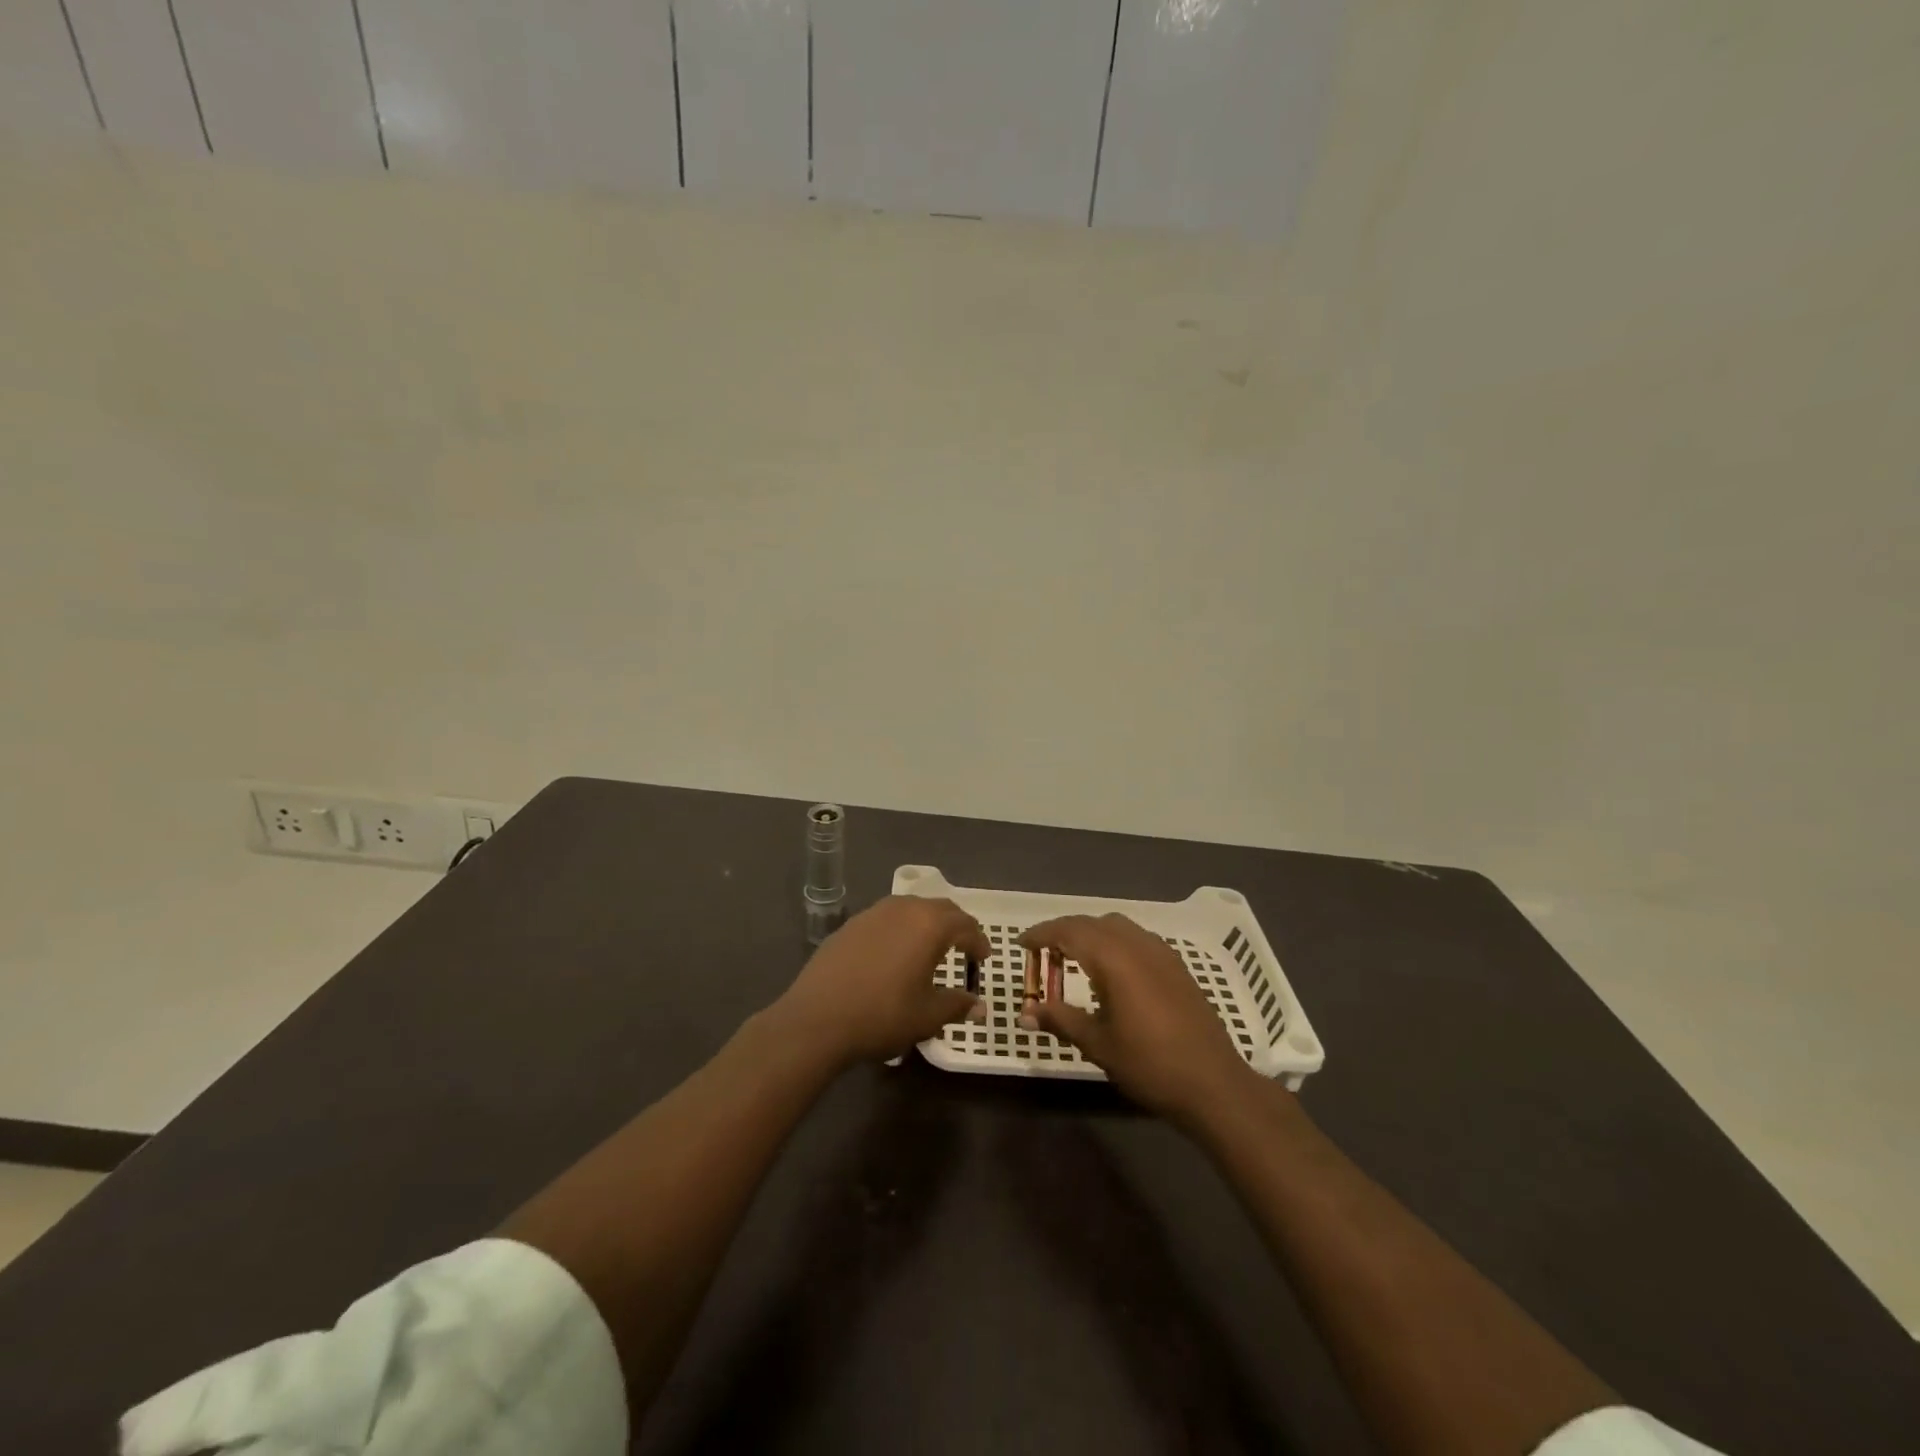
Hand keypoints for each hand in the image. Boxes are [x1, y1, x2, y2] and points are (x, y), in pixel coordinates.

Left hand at [778, 897, 987, 1066]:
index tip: (984, 959)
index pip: (965, 925)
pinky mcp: (851, 924)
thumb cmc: (882, 1015)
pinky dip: (901, 929)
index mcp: (929, 925)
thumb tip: (979, 1006)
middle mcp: (904, 909)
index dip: (979, 941)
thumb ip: (957, 1005)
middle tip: (964, 948)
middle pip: (940, 908)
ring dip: (927, 923)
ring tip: (930, 948)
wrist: (816, 1018)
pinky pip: (887, 918)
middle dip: (956, 926)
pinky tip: (895, 953)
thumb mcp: (927, 1016)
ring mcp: (873, 913)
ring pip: (911, 908)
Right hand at [1021, 913, 1256, 1123]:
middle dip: (1063, 931)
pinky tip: (1111, 969)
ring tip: (1073, 957)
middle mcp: (1137, 945)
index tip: (1022, 944)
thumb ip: (1061, 1020)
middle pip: (1092, 923)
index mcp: (1114, 959)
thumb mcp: (1098, 1044)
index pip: (1069, 931)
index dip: (1042, 934)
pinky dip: (1114, 941)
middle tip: (1042, 952)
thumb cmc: (1150, 1064)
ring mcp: (1161, 953)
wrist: (1213, 1084)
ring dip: (1090, 933)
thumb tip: (1026, 1012)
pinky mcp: (1176, 966)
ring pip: (1117, 925)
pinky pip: (1136, 937)